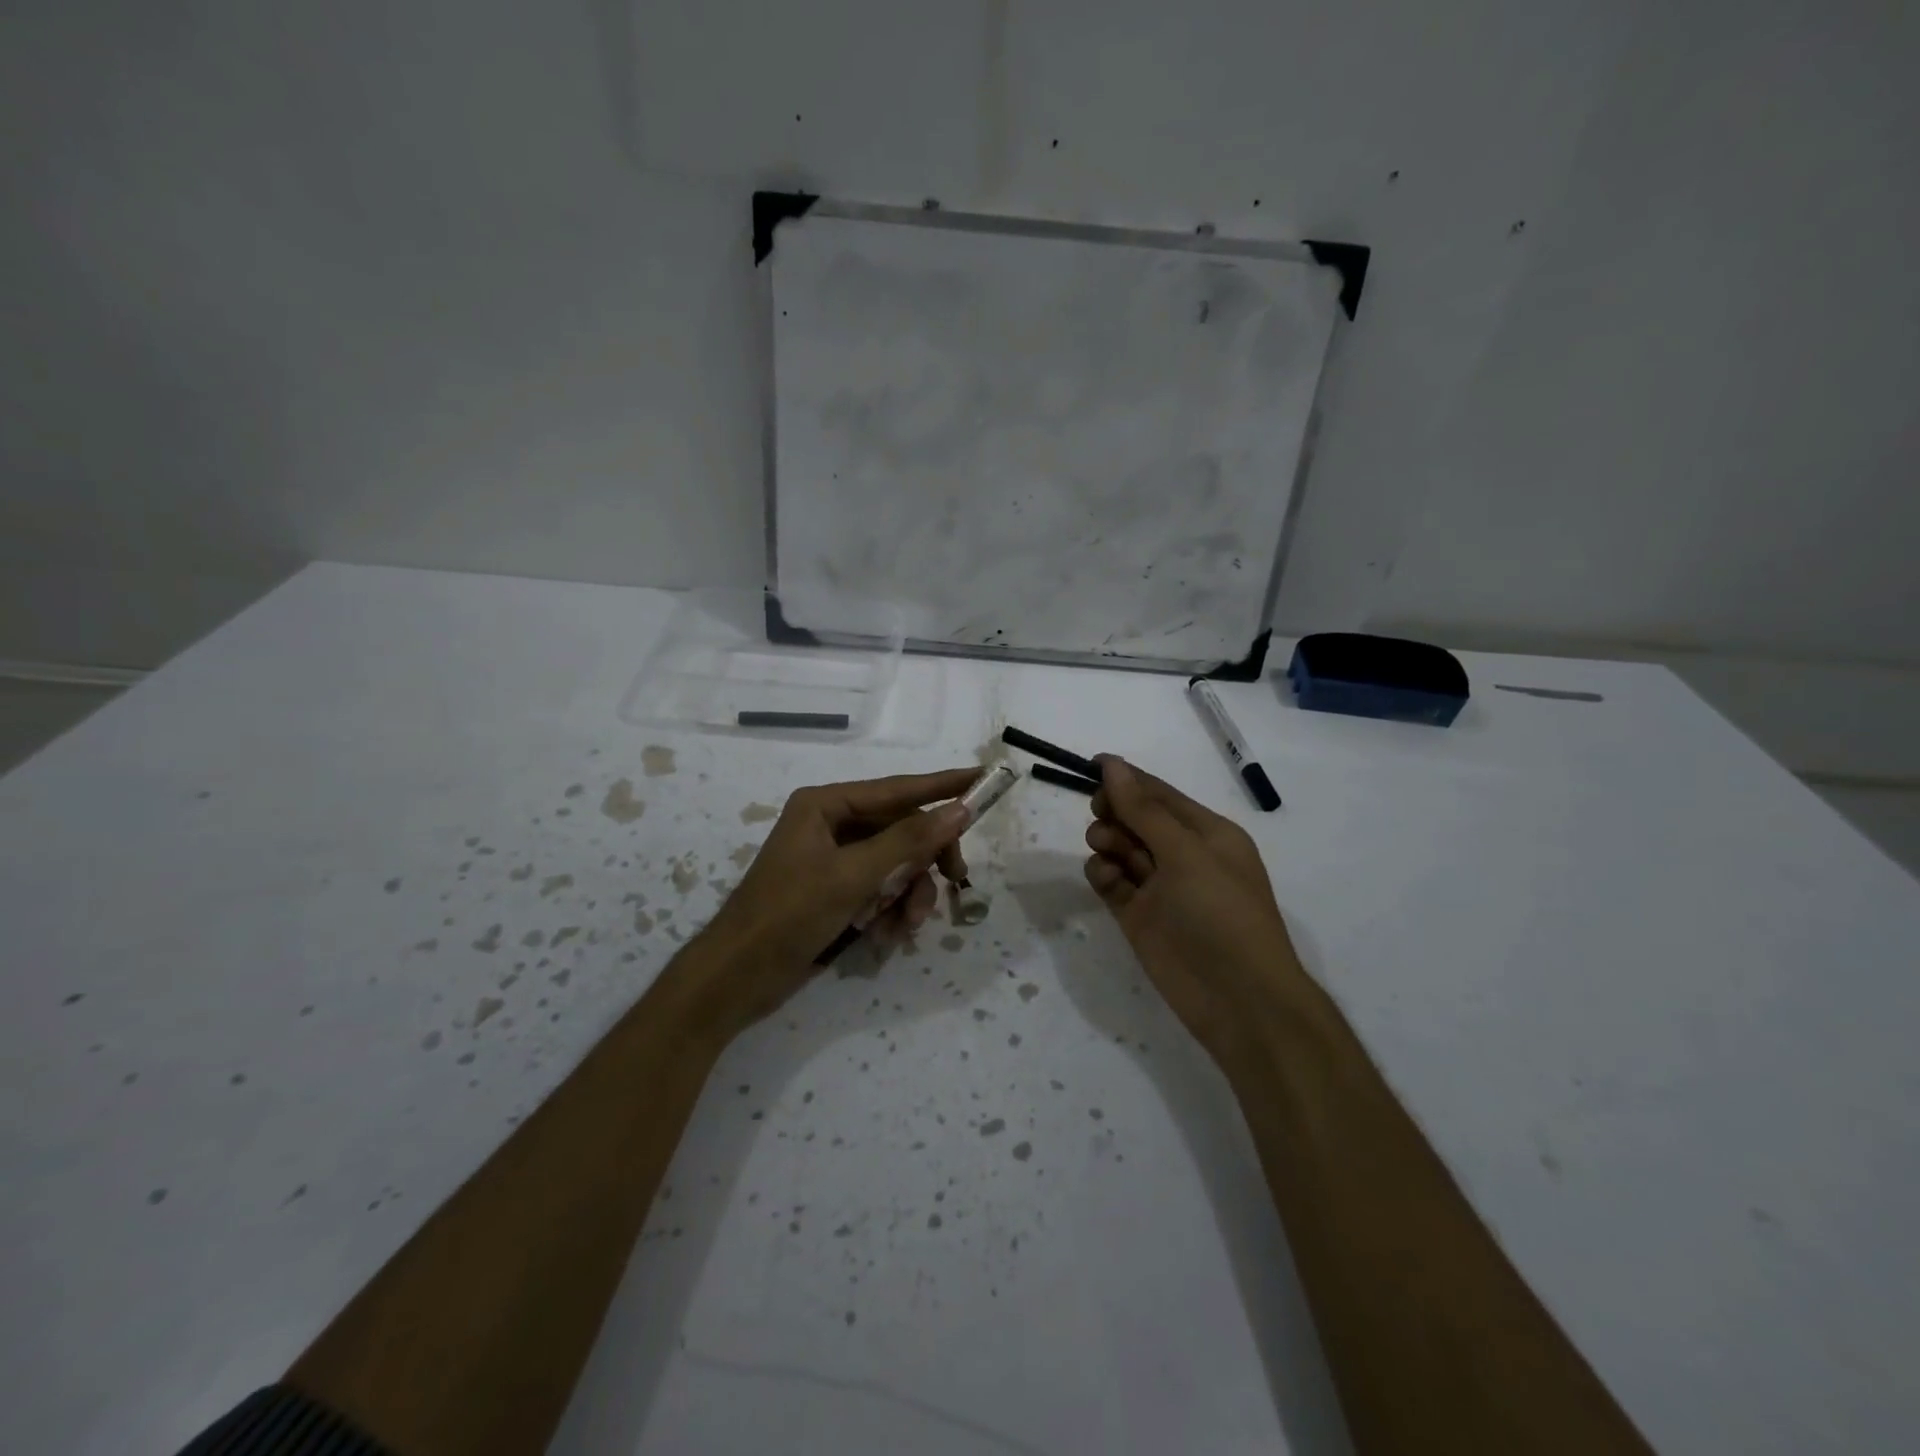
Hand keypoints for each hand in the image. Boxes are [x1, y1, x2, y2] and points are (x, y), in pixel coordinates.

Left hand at [684, 768, 978, 1036]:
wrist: (738, 978)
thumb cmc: (789, 915)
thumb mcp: (853, 876)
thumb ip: (908, 841)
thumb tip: (958, 809)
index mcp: (826, 805)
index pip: (897, 789)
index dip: (943, 785)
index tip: (984, 778)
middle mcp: (832, 825)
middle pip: (901, 830)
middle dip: (925, 860)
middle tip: (956, 878)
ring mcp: (834, 860)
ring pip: (895, 865)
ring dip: (909, 894)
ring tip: (907, 926)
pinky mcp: (836, 892)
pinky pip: (880, 890)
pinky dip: (890, 911)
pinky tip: (886, 936)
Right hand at [1084, 755, 1309, 1063]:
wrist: (1238, 999)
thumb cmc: (1222, 912)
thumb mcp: (1186, 853)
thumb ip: (1144, 810)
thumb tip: (1112, 765)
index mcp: (1207, 833)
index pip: (1160, 794)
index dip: (1127, 778)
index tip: (1091, 764)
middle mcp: (1182, 855)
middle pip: (1135, 818)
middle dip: (1115, 811)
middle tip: (1101, 814)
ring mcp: (1159, 887)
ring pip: (1120, 847)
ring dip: (1108, 840)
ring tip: (1108, 851)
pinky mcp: (1138, 915)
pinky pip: (1111, 881)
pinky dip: (1103, 873)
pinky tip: (1106, 877)